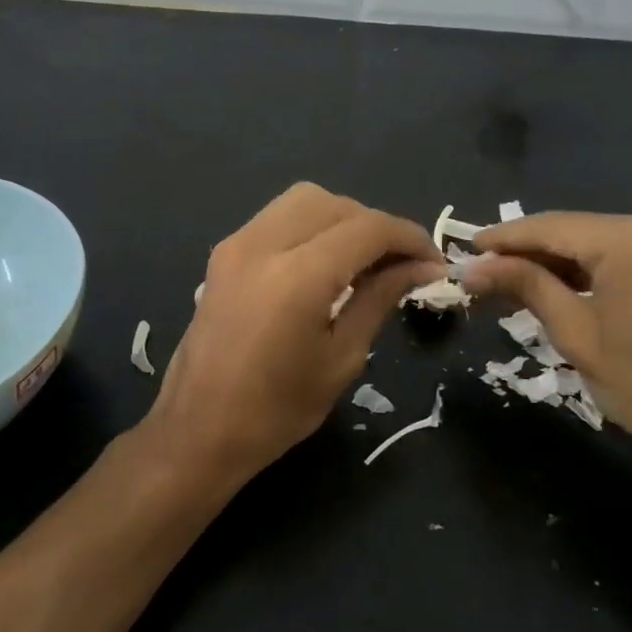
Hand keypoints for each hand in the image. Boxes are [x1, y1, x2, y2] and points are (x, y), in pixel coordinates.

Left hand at [145, 183, 443, 488]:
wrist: (198, 430)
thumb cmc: (277, 410)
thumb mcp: (342, 357)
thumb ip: (380, 298)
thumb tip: (421, 268)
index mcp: (297, 276)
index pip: (368, 229)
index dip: (410, 238)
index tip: (434, 262)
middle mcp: (262, 244)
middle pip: (335, 204)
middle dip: (376, 226)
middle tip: (401, 264)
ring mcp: (236, 244)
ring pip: (303, 200)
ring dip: (342, 219)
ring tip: (364, 260)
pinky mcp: (223, 253)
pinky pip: (277, 218)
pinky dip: (310, 226)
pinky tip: (324, 262)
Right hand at [464, 209, 631, 503]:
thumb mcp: (576, 334)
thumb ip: (525, 286)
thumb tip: (471, 268)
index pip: (553, 227)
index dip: (505, 238)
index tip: (467, 247)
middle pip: (579, 230)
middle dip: (531, 251)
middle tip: (484, 270)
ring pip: (603, 239)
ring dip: (561, 259)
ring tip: (512, 278)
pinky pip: (630, 250)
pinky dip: (595, 266)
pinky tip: (560, 281)